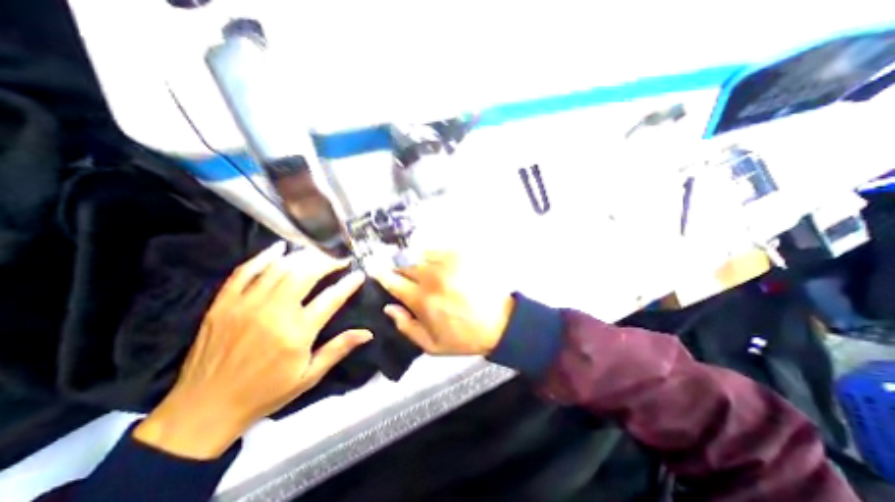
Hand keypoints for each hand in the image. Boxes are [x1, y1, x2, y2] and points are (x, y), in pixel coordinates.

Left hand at [134, 243, 369, 458]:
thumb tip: (367, 333)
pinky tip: (280, 248)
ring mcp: (245, 305)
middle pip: (305, 274)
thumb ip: (338, 349)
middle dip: (327, 262)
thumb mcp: (309, 376)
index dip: (348, 283)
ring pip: (280, 268)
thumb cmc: (265, 393)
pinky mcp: (224, 303)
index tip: (359, 274)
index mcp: (297, 333)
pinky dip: (264, 256)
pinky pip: (245, 271)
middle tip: (339, 260)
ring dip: (303, 256)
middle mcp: (273, 313)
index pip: (331, 298)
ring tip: (318, 253)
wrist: (203, 410)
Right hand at [371, 248, 512, 354]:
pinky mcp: (461, 256)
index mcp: (422, 300)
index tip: (373, 269)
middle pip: (404, 264)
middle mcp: (431, 277)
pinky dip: (429, 254)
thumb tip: (388, 308)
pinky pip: (437, 250)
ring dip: (411, 258)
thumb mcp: (431, 345)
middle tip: (395, 269)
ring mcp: (447, 264)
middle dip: (396, 266)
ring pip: (419, 254)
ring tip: (412, 264)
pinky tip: (431, 261)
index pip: (393, 282)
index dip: (381, 274)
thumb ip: (406, 327)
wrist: (498, 323)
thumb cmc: (463, 337)